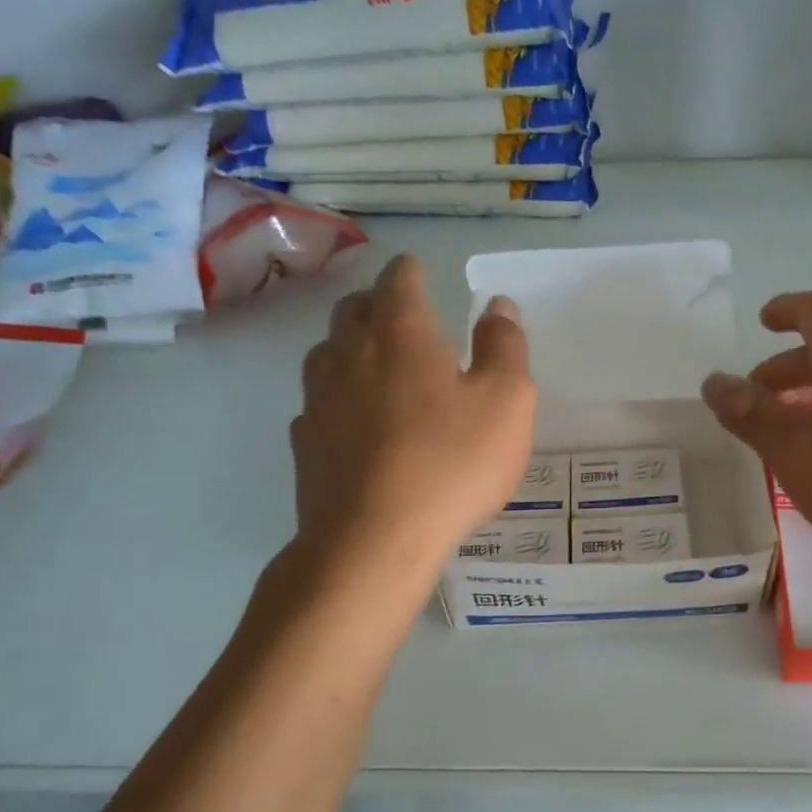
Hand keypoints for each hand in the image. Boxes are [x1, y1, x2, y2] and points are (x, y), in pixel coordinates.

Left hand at [290, 254, 534, 571]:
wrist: (374, 539)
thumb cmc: (452, 463)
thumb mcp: (507, 403)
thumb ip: (505, 347)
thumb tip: (497, 306)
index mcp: (401, 332)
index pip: (400, 278)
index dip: (414, 273)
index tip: (424, 277)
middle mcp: (349, 352)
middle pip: (355, 309)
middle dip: (380, 306)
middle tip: (407, 323)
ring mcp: (318, 397)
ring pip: (329, 353)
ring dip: (353, 350)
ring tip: (379, 371)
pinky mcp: (304, 442)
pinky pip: (319, 404)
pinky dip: (338, 401)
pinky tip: (357, 426)